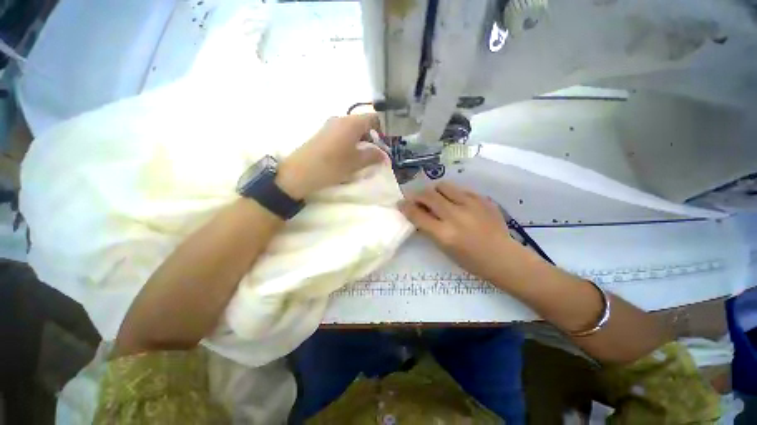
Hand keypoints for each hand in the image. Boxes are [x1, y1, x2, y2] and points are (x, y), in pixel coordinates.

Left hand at [276, 114, 385, 198]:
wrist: (299, 173)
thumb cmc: (332, 166)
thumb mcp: (356, 162)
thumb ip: (373, 156)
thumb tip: (384, 155)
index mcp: (351, 123)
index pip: (374, 118)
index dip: (384, 129)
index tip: (388, 143)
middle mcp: (341, 119)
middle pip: (363, 124)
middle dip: (373, 138)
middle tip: (378, 154)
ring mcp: (330, 126)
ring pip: (353, 130)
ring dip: (362, 142)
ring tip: (365, 158)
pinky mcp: (323, 135)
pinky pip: (343, 135)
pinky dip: (351, 143)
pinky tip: (351, 157)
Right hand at [399, 182, 520, 281]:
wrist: (503, 257)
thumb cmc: (470, 260)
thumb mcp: (444, 249)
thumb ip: (429, 229)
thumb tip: (417, 213)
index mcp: (444, 234)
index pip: (417, 214)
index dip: (405, 207)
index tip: (401, 203)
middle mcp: (455, 216)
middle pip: (428, 195)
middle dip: (416, 194)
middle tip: (415, 198)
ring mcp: (471, 205)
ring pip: (443, 186)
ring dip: (434, 190)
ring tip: (435, 196)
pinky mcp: (482, 199)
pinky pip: (460, 189)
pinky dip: (452, 194)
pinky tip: (455, 201)